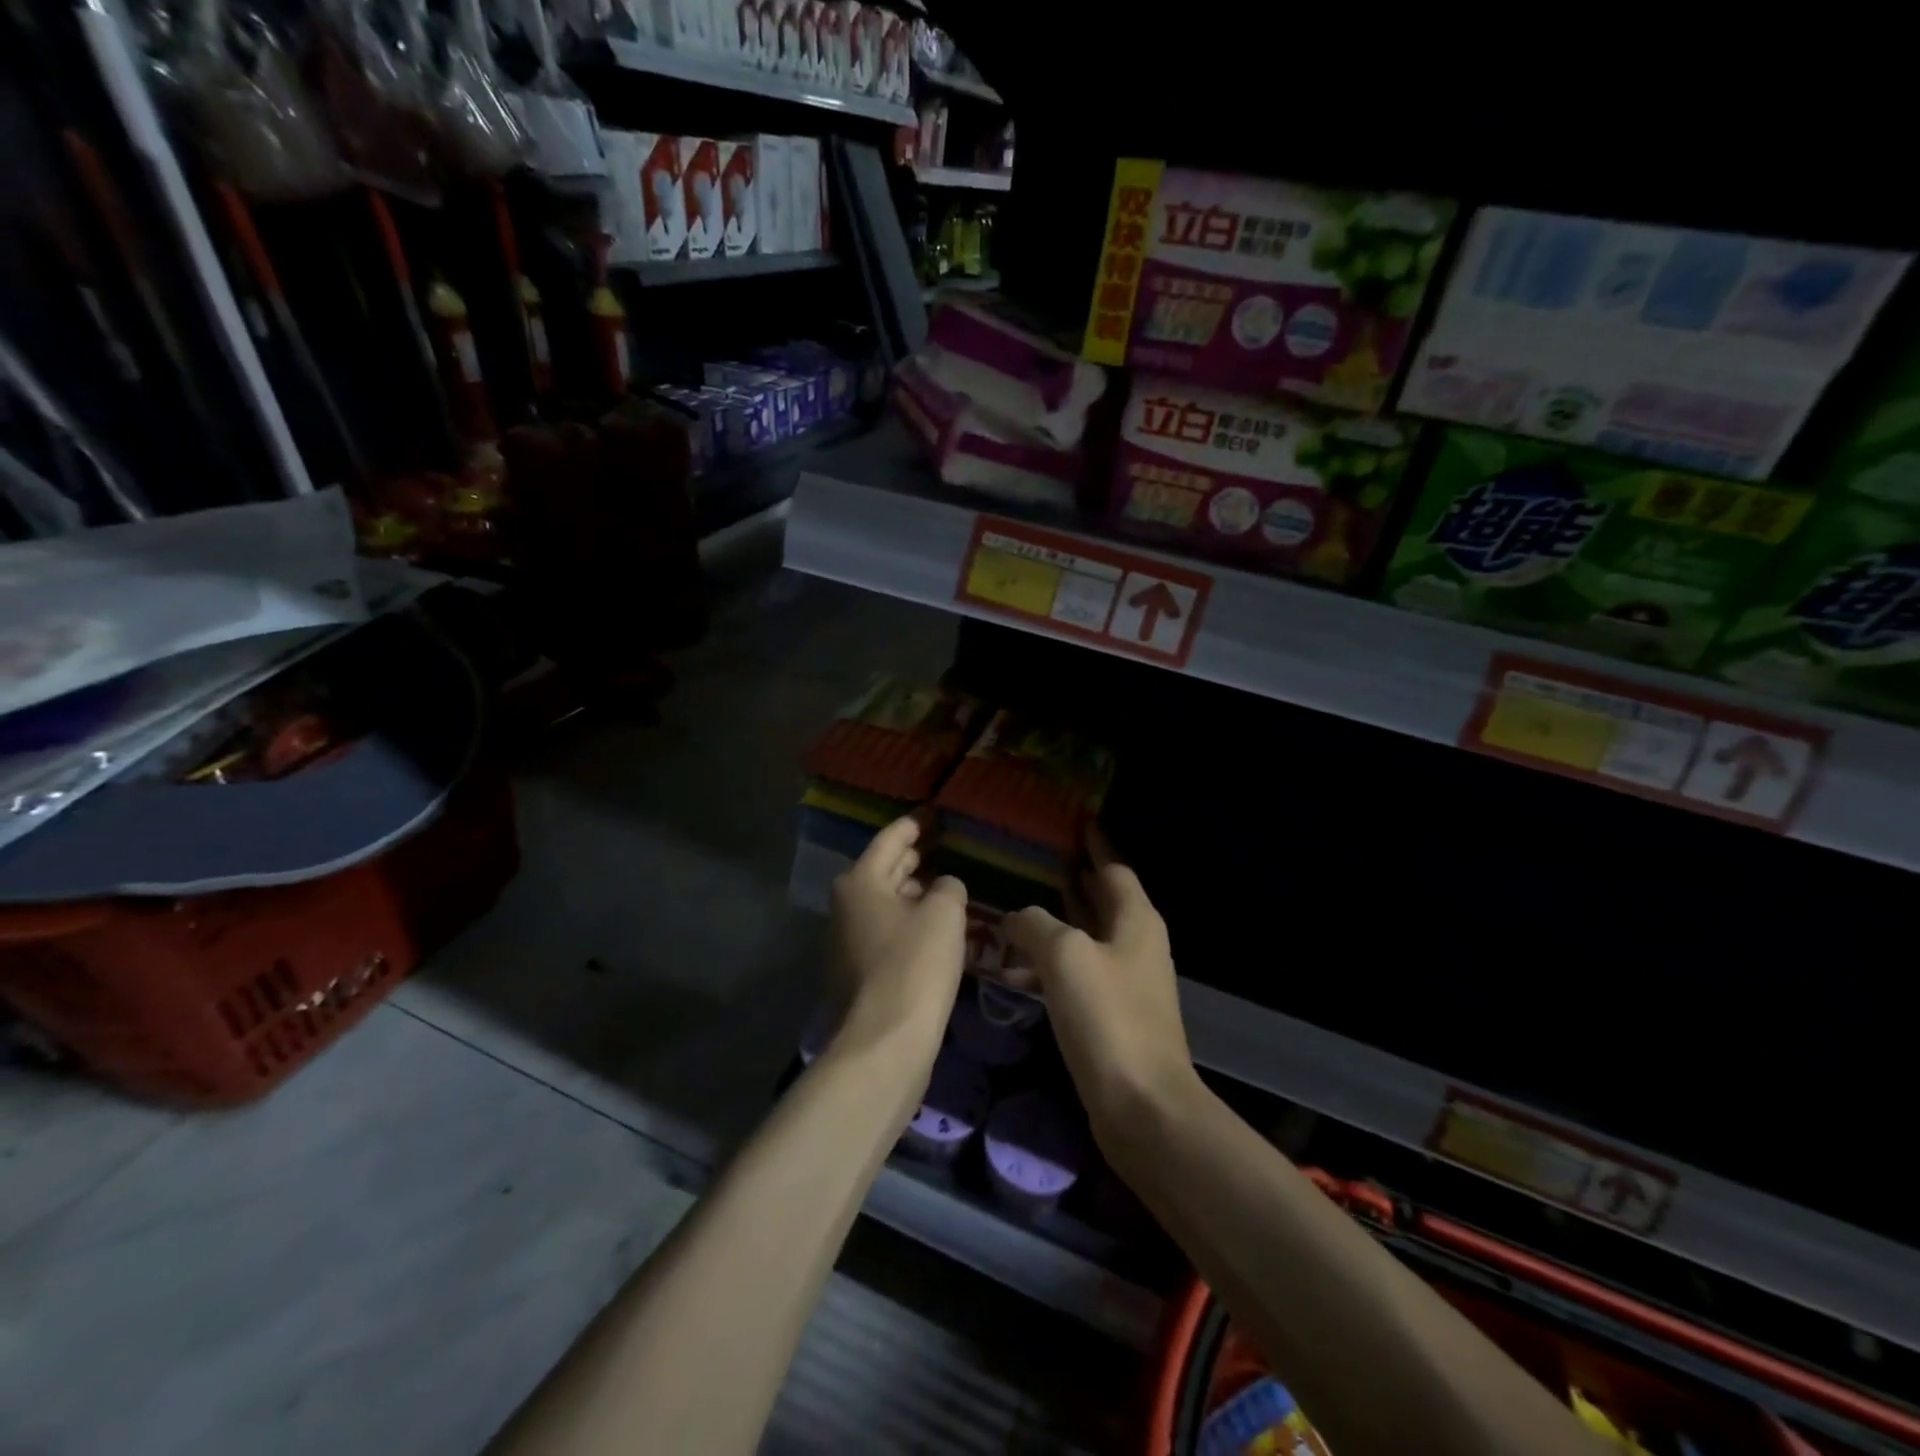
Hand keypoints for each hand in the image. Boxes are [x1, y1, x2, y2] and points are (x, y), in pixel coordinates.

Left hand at [827, 815, 968, 1059]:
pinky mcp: (856, 970)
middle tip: (943, 845)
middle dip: (913, 857)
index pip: (891, 839)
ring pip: (885, 902)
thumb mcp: (943, 914)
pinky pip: (885, 930)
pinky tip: (933, 926)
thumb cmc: (915, 964)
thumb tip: (943, 887)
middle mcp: (846, 904)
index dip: (916, 824)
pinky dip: (908, 921)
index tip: (934, 813)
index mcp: (860, 881)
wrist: (885, 1040)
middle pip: (884, 870)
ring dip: (913, 892)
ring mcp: (846, 939)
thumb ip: (948, 887)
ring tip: (944, 884)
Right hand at [1001, 830, 1196, 1141]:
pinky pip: (1076, 973)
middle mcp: (1135, 944)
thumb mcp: (1065, 956)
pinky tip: (1016, 968)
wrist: (1142, 1105)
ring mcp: (1124, 982)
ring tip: (1016, 905)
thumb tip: (1016, 917)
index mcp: (1135, 920)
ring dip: (1056, 922)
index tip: (1076, 823)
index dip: (1095, 844)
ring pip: (1086, 937)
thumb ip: (1036, 925)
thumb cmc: (1108, 1017)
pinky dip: (1050, 963)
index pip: (1114, 868)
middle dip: (1073, 879)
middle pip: (1102, 900)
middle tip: (1037, 859)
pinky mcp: (1110, 1014)